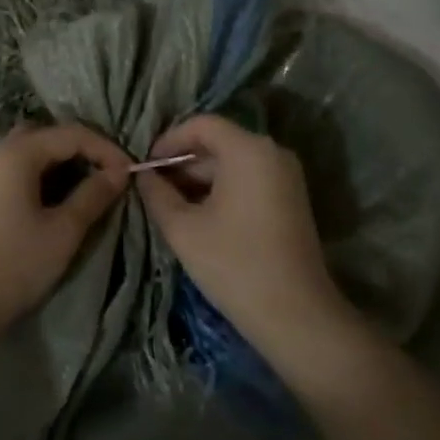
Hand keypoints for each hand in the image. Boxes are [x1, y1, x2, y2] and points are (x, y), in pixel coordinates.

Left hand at [0, 122, 128, 328]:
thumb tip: (118, 173)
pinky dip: (36, 178)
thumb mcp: (63, 232)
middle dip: (80, 151)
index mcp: (16, 153)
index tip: (130, 173)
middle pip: (45, 136)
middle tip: (106, 176)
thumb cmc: (13, 266)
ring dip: (57, 165)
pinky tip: (48, 204)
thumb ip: (93, 196)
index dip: (106, 149)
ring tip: (82, 190)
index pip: (72, 134)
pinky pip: (10, 172)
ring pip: (26, 154)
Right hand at [136, 114, 343, 351]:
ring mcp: (286, 176)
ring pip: (232, 163)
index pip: (201, 124)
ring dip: (199, 179)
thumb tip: (144, 176)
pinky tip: (199, 216)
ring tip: (170, 205)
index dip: (168, 140)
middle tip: (153, 189)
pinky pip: (248, 180)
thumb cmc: (234, 264)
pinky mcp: (290, 199)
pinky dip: (221, 190)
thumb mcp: (183, 229)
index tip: (146, 166)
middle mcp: (272, 152)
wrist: (295, 314)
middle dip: (182, 162)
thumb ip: (157, 194)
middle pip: (218, 143)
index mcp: (248, 150)